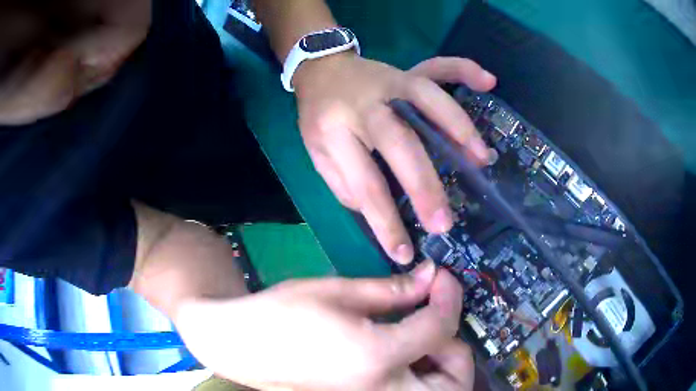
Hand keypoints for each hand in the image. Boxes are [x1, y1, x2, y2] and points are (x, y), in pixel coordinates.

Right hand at [175, 261, 474, 390]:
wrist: (241, 346)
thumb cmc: (281, 314)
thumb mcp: (337, 292)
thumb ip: (392, 289)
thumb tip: (430, 276)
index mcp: (376, 359)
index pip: (440, 328)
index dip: (449, 297)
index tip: (442, 277)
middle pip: (455, 380)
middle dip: (454, 346)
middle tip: (433, 317)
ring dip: (441, 364)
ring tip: (417, 334)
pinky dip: (421, 375)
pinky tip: (399, 351)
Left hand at [293, 54, 496, 264]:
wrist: (321, 70)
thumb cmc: (318, 117)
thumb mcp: (317, 155)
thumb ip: (345, 184)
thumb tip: (380, 212)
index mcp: (335, 130)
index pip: (364, 183)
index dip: (385, 222)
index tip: (403, 253)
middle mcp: (367, 105)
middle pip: (400, 143)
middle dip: (425, 185)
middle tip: (444, 223)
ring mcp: (392, 83)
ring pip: (429, 102)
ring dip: (459, 130)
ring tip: (481, 161)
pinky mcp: (408, 72)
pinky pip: (440, 67)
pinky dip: (465, 70)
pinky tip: (488, 80)